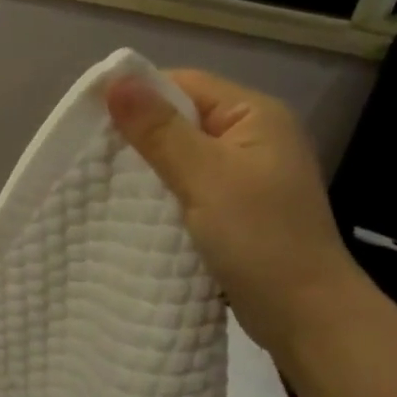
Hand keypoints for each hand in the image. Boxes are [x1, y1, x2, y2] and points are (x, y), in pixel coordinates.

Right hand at [105, 69, 363, 354]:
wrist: (305, 316)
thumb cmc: (259, 239)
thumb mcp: (204, 177)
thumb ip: (159, 130)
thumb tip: (115, 79)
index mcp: (255, 115)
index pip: (185, 85)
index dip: (139, 97)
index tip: (90, 123)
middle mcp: (254, 138)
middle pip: (183, 120)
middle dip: (140, 137)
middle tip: (92, 158)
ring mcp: (248, 178)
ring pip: (184, 159)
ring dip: (150, 171)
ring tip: (106, 185)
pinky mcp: (239, 212)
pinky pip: (192, 190)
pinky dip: (165, 197)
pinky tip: (136, 212)